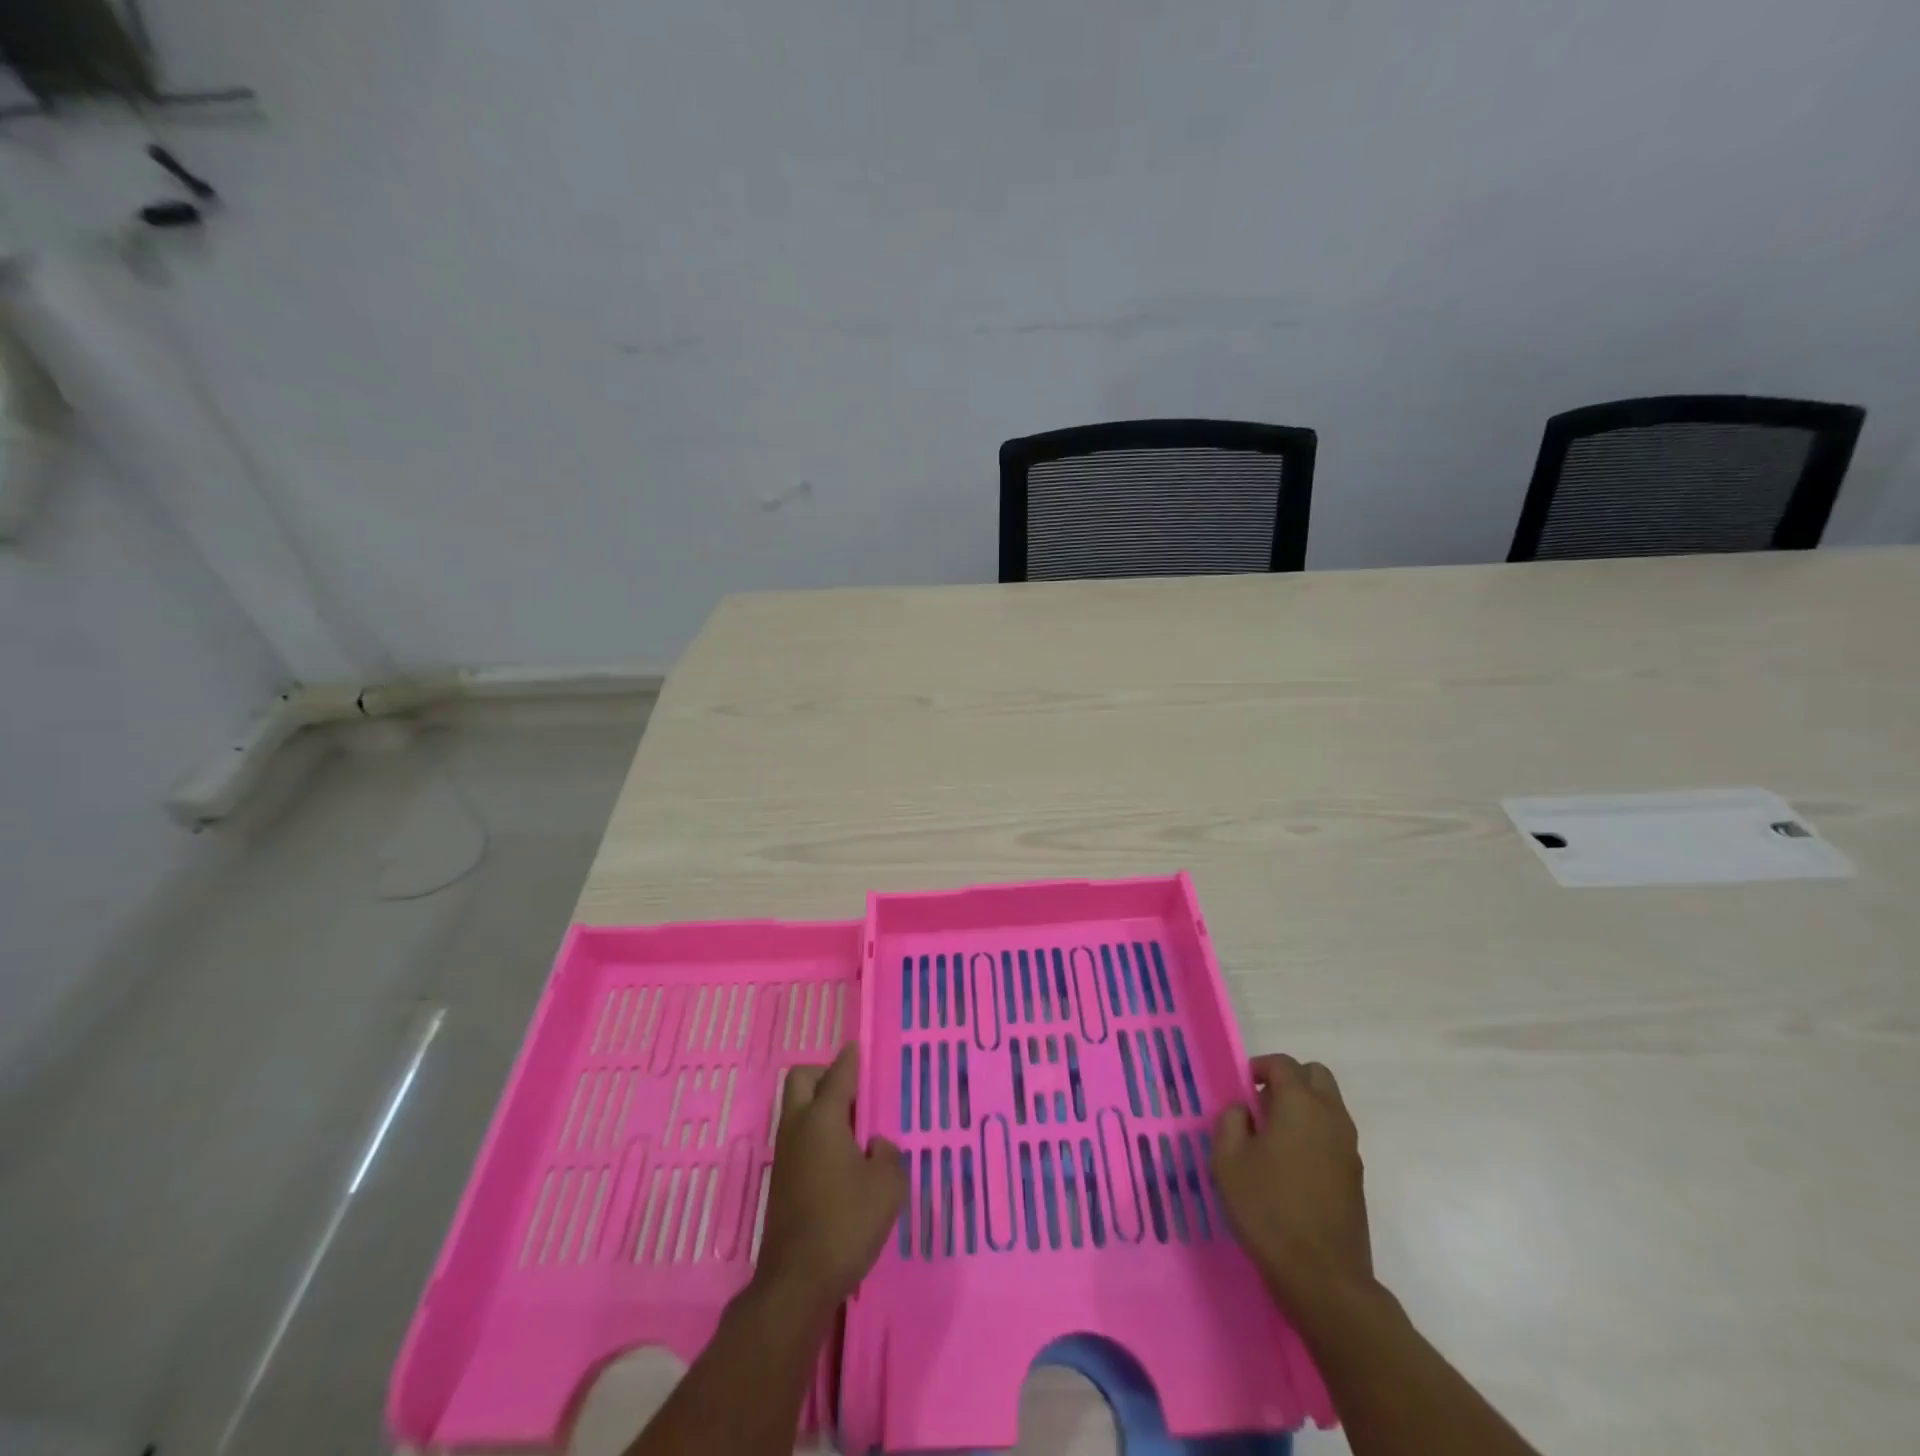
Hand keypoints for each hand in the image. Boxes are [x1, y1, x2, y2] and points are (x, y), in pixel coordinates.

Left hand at [752, 1045, 906, 1315]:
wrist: (797, 1281)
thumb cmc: (846, 1223)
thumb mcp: (887, 1187)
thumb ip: (887, 1156)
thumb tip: (875, 1145)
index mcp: (823, 1119)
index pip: (838, 1075)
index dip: (850, 1059)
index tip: (856, 1048)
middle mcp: (798, 1127)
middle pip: (801, 1080)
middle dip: (824, 1074)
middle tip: (852, 1090)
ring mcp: (784, 1154)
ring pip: (796, 1109)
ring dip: (819, 1105)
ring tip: (852, 1126)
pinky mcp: (781, 1180)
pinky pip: (798, 1136)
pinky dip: (816, 1133)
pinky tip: (840, 1158)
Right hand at [1212, 1053, 1372, 1316]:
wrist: (1323, 1278)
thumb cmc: (1268, 1210)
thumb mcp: (1228, 1161)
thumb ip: (1230, 1121)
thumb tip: (1243, 1110)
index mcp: (1300, 1104)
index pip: (1283, 1064)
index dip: (1259, 1067)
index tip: (1241, 1088)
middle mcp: (1330, 1116)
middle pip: (1316, 1076)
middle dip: (1289, 1081)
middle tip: (1262, 1106)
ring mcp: (1349, 1148)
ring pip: (1329, 1105)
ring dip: (1304, 1107)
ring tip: (1274, 1139)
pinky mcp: (1356, 1176)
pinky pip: (1334, 1135)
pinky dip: (1315, 1134)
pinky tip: (1292, 1167)